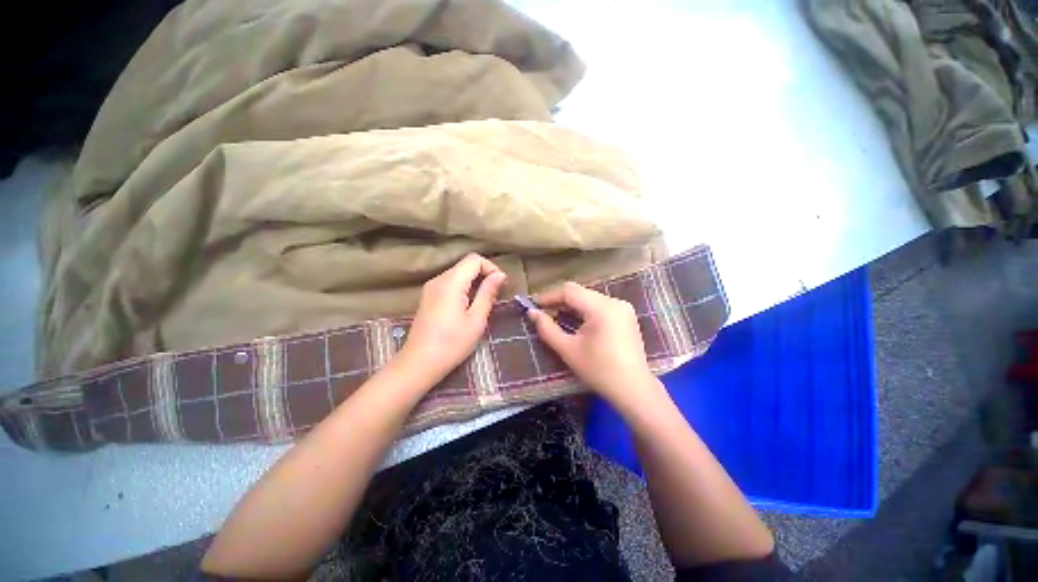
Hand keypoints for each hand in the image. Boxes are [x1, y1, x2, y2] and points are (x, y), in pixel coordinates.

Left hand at [398, 253, 506, 383]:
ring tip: (484, 303)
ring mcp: (430, 288)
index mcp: (451, 282)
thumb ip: (488, 293)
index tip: (501, 285)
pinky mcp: (428, 297)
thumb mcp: (476, 319)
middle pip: (465, 265)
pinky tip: (468, 306)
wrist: (419, 363)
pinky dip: (464, 289)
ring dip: (474, 282)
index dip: (491, 267)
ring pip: (458, 274)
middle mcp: (438, 279)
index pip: (474, 259)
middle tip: (496, 296)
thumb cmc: (452, 343)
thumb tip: (500, 275)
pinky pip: (450, 284)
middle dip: (484, 275)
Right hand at [529, 282, 664, 411]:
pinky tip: (576, 323)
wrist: (633, 390)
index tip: (533, 306)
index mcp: (602, 308)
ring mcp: (623, 308)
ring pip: (589, 298)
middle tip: (543, 313)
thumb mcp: (568, 350)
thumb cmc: (599, 371)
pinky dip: (585, 311)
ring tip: (556, 318)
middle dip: (559, 301)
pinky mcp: (626, 316)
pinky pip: (600, 306)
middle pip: (580, 293)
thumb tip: (532, 313)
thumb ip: (547, 328)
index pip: (569, 291)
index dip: (549, 296)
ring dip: (572, 306)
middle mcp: (615, 302)